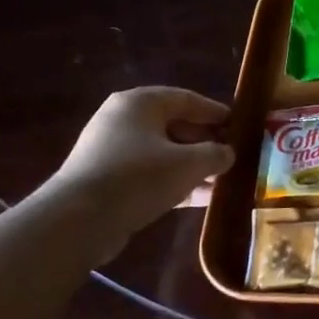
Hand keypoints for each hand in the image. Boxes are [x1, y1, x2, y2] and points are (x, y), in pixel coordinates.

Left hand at [42, 87, 234, 260]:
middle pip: (174, 126)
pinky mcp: (107, 179)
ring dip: (192, 166)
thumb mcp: (189, 163)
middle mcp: (122, 120)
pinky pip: (149, 174)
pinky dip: (174, 182)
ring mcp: (111, 151)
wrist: (80, 219)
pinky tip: (199, 198)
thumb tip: (228, 153)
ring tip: (220, 180)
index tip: (238, 125)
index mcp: (140, 103)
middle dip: (204, 143)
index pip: (186, 99)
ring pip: (162, 153)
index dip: (215, 112)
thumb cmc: (139, 177)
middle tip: (230, 156)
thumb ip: (216, 154)